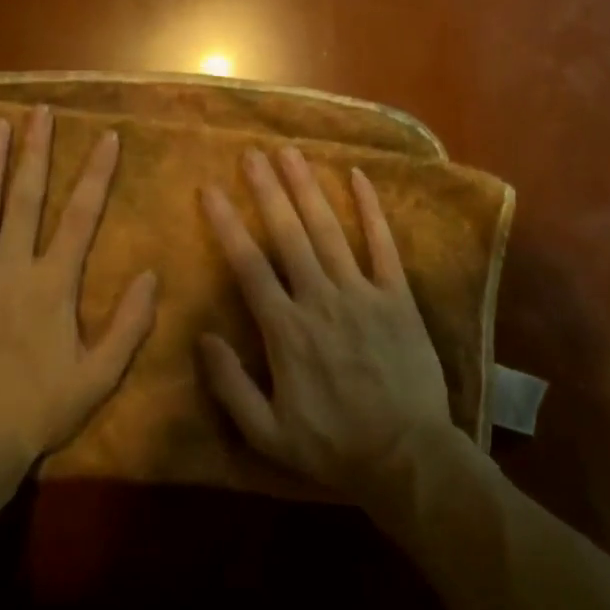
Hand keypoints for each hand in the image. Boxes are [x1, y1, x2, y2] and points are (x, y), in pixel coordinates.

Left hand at [0, 106, 157, 481]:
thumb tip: (152, 274)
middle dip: (36, 151)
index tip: (106, 136)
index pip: (82, 215)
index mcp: (53, 283)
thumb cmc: (36, 411)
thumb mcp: (98, 376)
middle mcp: (11, 266)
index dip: (97, 173)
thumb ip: (129, 324)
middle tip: (40, 112)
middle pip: (26, 197)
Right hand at [198, 146, 455, 501]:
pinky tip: (359, 176)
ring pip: (329, 230)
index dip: (227, 224)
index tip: (210, 190)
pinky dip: (370, 209)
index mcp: (286, 329)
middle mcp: (320, 298)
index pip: (249, 265)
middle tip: (251, 153)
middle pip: (288, 234)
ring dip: (308, 188)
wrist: (407, 456)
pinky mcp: (397, 295)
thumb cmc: (333, 446)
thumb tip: (202, 337)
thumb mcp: (268, 434)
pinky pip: (383, 244)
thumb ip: (230, 385)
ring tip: (290, 153)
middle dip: (267, 190)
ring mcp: (362, 292)